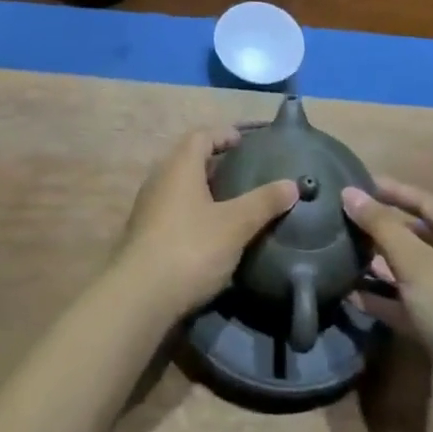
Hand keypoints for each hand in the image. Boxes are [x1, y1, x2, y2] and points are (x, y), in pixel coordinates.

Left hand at [110, 128, 297, 322]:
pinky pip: (173, 209)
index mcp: (180, 165)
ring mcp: (148, 206)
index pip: (202, 135)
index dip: (224, 134)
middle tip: (245, 172)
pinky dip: (193, 211)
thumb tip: (293, 184)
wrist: (139, 296)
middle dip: (216, 162)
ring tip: (232, 202)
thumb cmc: (191, 248)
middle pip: (189, 158)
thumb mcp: (235, 225)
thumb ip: (263, 202)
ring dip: (204, 188)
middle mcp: (160, 177)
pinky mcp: (144, 233)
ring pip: (180, 186)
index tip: (246, 142)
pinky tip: (210, 232)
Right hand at [344, 178, 432, 426]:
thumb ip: (381, 225)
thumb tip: (349, 192)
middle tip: (343, 219)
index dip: (392, 190)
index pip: (423, 200)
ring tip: (341, 252)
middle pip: (415, 235)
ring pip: (408, 270)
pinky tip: (351, 294)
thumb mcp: (415, 261)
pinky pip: (405, 303)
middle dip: (381, 227)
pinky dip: (382, 297)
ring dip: (378, 263)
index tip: (357, 182)